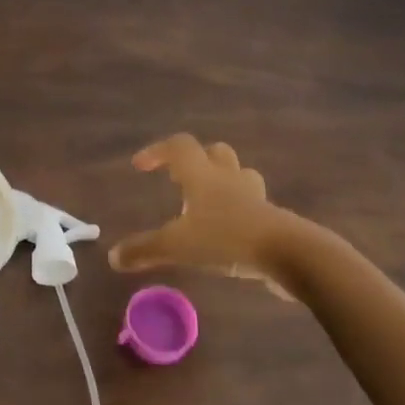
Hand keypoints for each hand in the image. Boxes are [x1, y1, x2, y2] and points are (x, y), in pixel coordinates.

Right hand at [107, 134, 317, 298]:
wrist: (291, 255)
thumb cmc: (227, 239)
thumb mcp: (177, 247)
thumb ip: (144, 250)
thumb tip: (113, 258)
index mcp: (203, 177)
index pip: (179, 147)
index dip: (157, 151)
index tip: (141, 166)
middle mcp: (229, 180)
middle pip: (215, 153)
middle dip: (196, 161)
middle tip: (178, 180)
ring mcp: (255, 198)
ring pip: (238, 176)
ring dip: (221, 182)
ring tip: (205, 204)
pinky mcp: (273, 220)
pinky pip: (253, 206)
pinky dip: (238, 213)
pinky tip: (228, 234)